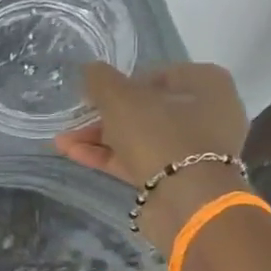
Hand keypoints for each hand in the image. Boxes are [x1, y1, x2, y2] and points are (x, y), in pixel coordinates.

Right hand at [55, 62, 249, 251]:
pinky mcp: (178, 180)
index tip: (97, 93)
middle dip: (106, 115)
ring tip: (62, 140)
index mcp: (207, 85)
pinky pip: (139, 161)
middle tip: (76, 119)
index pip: (160, 74)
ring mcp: (193, 151)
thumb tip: (90, 69)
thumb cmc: (160, 136)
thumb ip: (102, 81)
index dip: (124, 82)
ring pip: (140, 138)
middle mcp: (207, 115)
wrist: (186, 202)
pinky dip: (109, 157)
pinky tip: (73, 154)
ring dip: (101, 138)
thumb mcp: (122, 100)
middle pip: (148, 109)